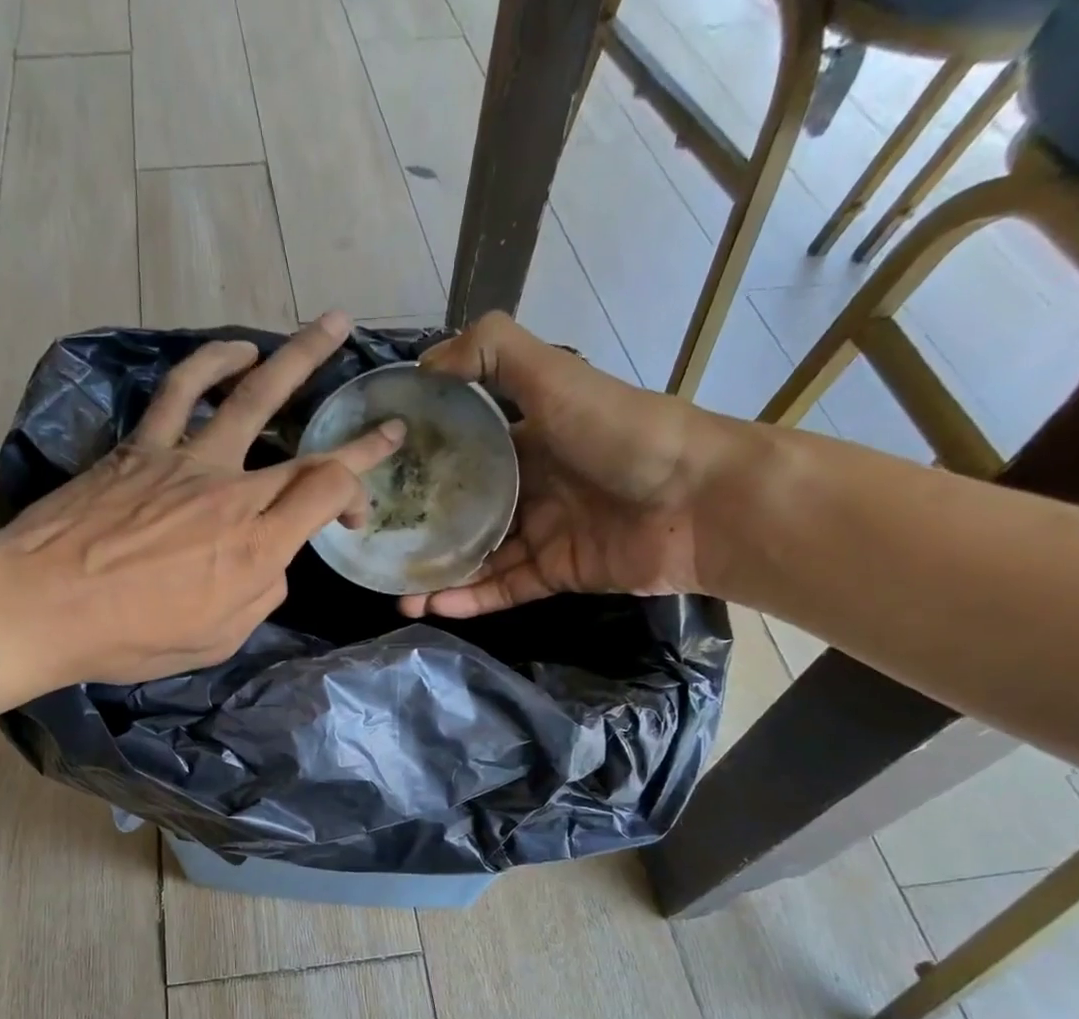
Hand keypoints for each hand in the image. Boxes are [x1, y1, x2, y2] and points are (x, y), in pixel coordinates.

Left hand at [0, 313, 402, 685]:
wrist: (41, 606)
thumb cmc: (131, 637)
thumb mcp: (217, 639)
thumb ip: (259, 595)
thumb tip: (269, 561)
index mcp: (255, 546)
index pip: (328, 494)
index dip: (358, 491)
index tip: (359, 511)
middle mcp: (232, 492)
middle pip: (308, 452)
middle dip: (357, 438)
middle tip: (387, 422)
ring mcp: (186, 461)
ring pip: (252, 395)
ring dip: (297, 358)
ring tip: (328, 327)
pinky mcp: (141, 447)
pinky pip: (181, 391)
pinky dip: (212, 363)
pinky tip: (237, 349)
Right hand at [397, 312, 726, 617]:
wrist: (698, 501)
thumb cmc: (622, 433)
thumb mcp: (555, 377)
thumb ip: (494, 353)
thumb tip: (423, 363)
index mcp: (530, 439)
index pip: (465, 453)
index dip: (425, 466)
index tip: (381, 482)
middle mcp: (533, 487)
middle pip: (466, 513)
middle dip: (425, 533)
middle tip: (380, 552)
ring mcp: (545, 534)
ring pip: (480, 559)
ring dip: (440, 577)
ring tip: (399, 595)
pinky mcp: (558, 575)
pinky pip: (505, 589)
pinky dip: (471, 600)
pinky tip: (434, 606)